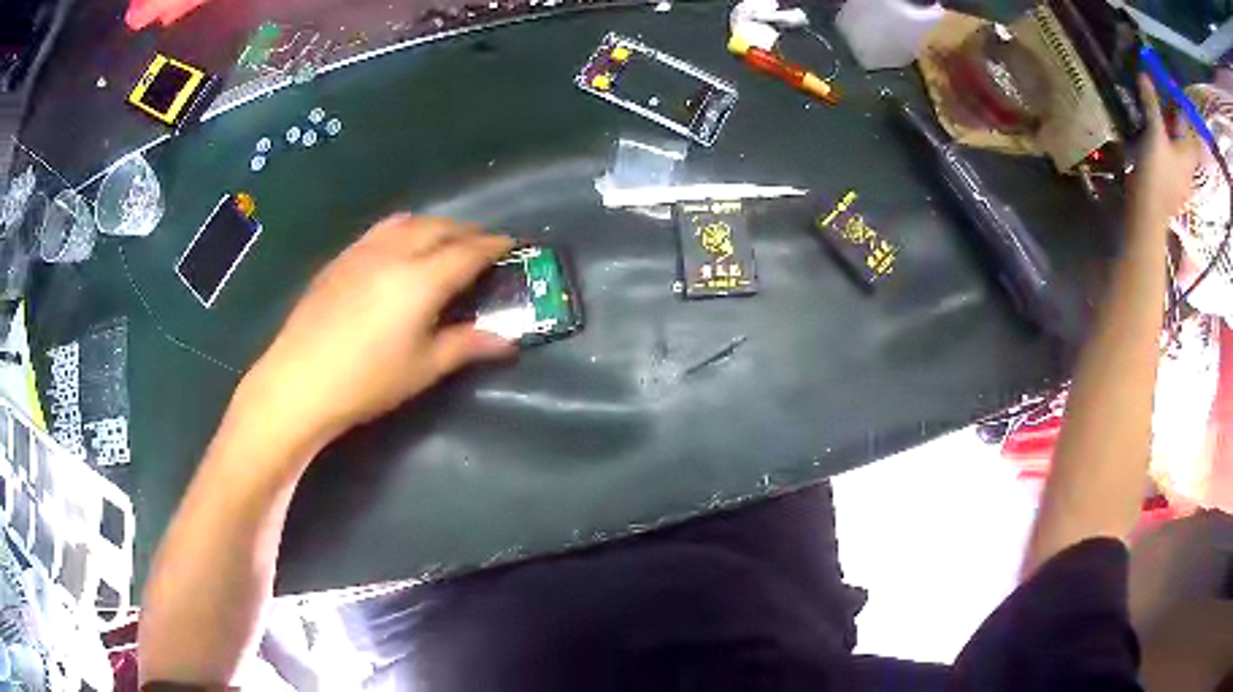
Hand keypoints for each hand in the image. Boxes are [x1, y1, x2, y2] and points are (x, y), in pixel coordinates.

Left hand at [238, 214, 514, 447]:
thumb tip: (507, 340)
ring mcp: (364, 251)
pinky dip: (405, 228)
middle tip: (484, 244)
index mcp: (422, 279)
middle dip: (467, 231)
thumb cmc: (367, 381)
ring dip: (436, 225)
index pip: (468, 251)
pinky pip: (382, 230)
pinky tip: (401, 244)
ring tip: (446, 239)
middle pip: (440, 228)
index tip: (512, 244)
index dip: (493, 246)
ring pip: (409, 222)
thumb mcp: (424, 368)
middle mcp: (395, 253)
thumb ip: (467, 345)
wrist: (300, 381)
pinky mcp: (342, 258)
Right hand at [1132, 74, 1201, 220]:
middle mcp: (1187, 168)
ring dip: (1167, 137)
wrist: (1147, 213)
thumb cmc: (1157, 172)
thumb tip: (1144, 74)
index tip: (1172, 96)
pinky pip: (1168, 165)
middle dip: (1174, 123)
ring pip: (1175, 152)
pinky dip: (1162, 152)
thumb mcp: (1154, 133)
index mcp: (1188, 155)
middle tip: (1162, 104)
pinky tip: (1151, 145)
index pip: (1190, 130)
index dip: (1182, 113)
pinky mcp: (1168, 189)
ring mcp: (1178, 181)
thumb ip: (1151, 104)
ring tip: (1153, 121)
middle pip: (1183, 140)